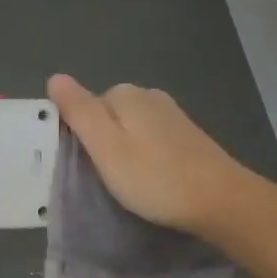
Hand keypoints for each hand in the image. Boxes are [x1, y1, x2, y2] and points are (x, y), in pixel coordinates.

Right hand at [47, 74, 258, 239]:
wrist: (221, 201)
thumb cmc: (155, 177)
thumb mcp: (106, 146)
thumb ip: (79, 110)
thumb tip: (55, 76)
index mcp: (125, 94)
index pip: (84, 106)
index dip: (78, 135)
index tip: (82, 166)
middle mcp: (149, 96)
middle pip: (108, 115)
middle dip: (101, 142)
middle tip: (103, 178)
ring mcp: (171, 115)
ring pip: (130, 128)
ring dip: (123, 151)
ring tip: (126, 183)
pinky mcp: (187, 136)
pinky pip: (150, 139)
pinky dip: (144, 156)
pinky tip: (149, 178)